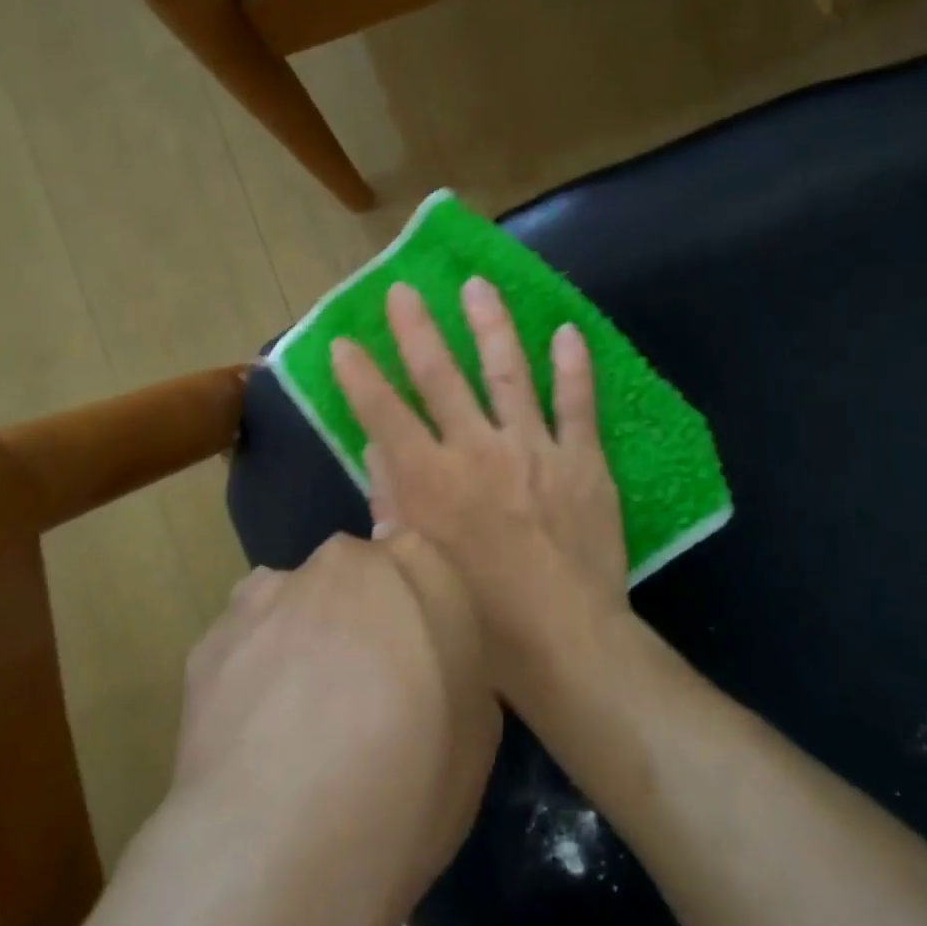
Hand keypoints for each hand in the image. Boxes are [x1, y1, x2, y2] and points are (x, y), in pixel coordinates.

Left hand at [175, 532, 500, 892]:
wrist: (283, 846)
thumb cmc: (409, 784)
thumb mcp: (477, 731)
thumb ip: (455, 666)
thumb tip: (426, 660)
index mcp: (416, 566)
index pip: (420, 561)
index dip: (416, 611)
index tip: (414, 661)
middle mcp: (341, 562)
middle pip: (354, 576)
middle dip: (358, 616)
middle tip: (361, 690)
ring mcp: (269, 594)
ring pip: (294, 603)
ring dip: (301, 637)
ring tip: (299, 718)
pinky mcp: (211, 638)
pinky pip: (246, 643)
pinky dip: (253, 672)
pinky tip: (255, 735)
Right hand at [330, 279, 629, 705]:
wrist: (565, 639)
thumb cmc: (480, 615)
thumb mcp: (416, 564)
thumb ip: (392, 501)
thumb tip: (377, 449)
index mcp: (430, 481)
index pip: (384, 414)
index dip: (360, 376)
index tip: (344, 342)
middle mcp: (477, 452)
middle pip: (441, 378)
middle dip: (417, 330)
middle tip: (404, 290)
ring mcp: (533, 450)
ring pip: (508, 373)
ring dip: (490, 326)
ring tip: (478, 286)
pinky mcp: (582, 460)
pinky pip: (577, 404)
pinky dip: (573, 367)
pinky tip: (566, 331)